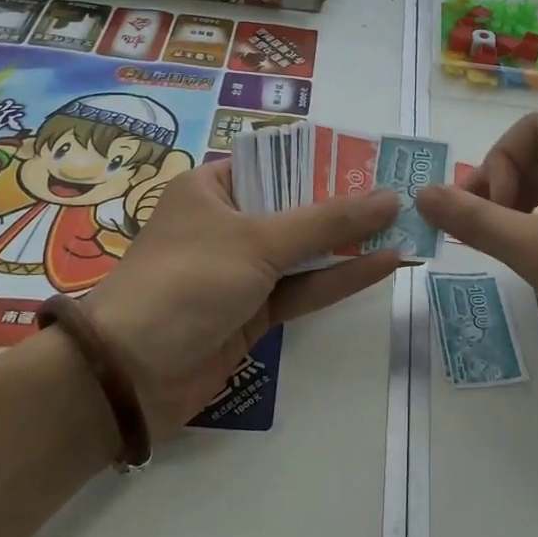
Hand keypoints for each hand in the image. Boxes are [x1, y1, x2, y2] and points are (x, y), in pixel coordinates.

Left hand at [87, 161, 401, 434]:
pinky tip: (385, 263)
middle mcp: (227, 224)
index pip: (276, 163)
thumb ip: (327, 221)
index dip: (324, 162)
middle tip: (401, 194)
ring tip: (406, 226)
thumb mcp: (258, 241)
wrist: (131, 375)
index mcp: (212, 189)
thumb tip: (388, 197)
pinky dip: (340, 277)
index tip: (372, 161)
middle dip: (346, 204)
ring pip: (305, 250)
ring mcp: (242, 270)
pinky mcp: (254, 312)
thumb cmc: (188, 281)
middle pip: (296, 207)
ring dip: (351, 242)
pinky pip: (303, 287)